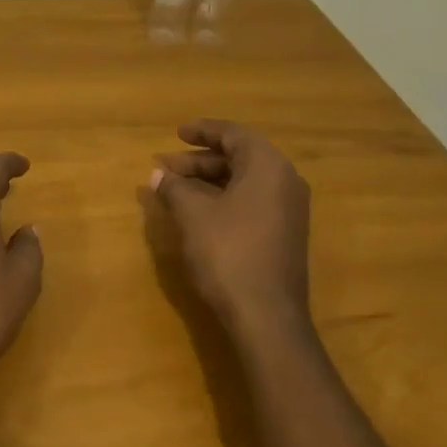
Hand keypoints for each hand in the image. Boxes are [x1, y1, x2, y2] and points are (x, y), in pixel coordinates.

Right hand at [152, 120, 311, 342]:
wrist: (266, 316)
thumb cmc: (228, 253)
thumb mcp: (193, 215)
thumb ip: (174, 187)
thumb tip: (157, 174)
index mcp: (268, 166)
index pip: (234, 134)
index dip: (203, 131)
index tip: (177, 132)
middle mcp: (285, 181)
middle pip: (240, 157)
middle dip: (200, 160)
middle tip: (166, 166)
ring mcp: (289, 210)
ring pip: (244, 181)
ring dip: (209, 181)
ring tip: (175, 188)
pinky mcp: (284, 234)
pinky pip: (252, 201)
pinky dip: (223, 198)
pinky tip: (197, 211)